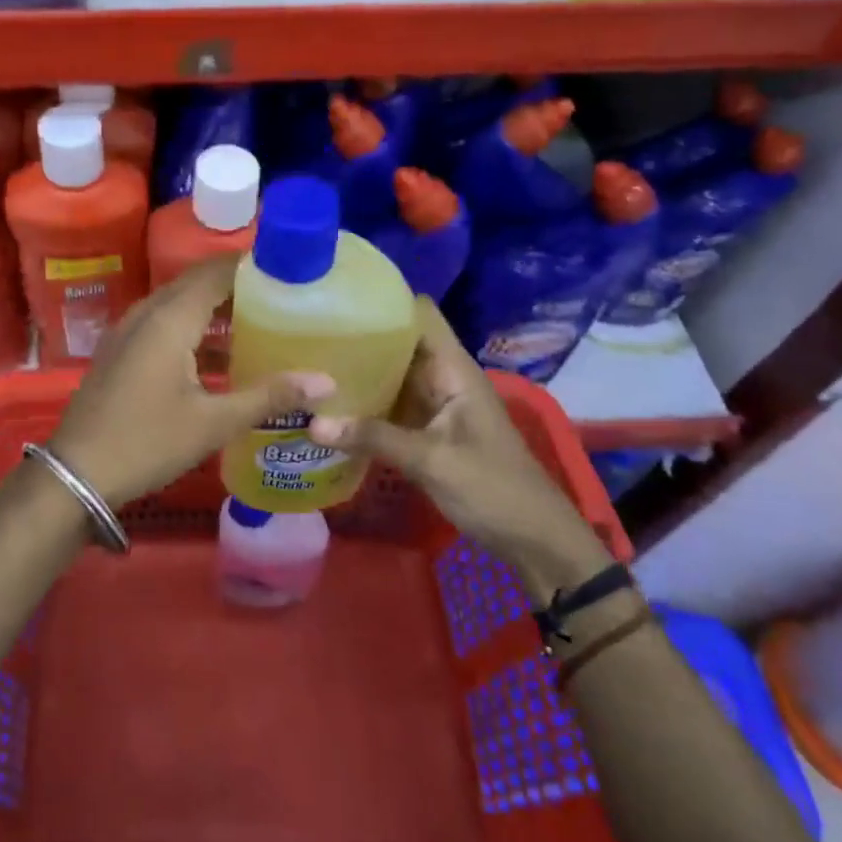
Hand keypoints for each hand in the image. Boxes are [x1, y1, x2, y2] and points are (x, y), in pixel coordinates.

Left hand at [47, 255, 333, 508]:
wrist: (77, 473)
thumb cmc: (148, 441)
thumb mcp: (213, 422)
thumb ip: (269, 396)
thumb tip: (326, 381)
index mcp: (170, 318)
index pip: (216, 271)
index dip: (252, 266)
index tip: (290, 270)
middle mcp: (147, 313)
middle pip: (197, 283)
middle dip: (238, 285)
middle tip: (282, 296)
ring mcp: (128, 331)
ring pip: (179, 304)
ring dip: (216, 309)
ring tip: (260, 322)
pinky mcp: (121, 351)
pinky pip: (163, 324)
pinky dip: (194, 328)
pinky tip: (221, 356)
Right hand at [307, 299, 605, 589]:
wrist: (536, 541)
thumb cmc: (494, 490)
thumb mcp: (433, 462)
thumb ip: (374, 438)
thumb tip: (312, 424)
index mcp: (454, 370)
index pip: (419, 314)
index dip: (384, 301)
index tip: (338, 300)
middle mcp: (443, 378)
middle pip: (398, 343)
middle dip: (359, 338)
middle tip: (306, 336)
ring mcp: (435, 405)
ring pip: (392, 376)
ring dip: (358, 373)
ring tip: (308, 365)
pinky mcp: (427, 431)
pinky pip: (391, 406)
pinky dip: (365, 404)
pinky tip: (329, 407)